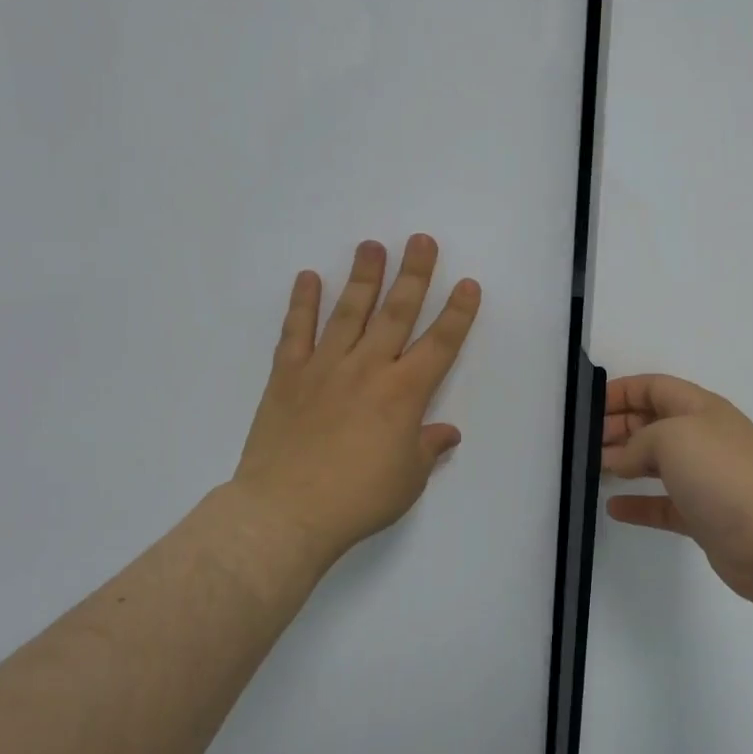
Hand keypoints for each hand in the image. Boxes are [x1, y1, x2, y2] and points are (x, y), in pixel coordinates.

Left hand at [232, 236, 480, 567]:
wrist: (285, 513)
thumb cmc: (358, 499)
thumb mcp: (408, 479)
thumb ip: (428, 447)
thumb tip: (446, 433)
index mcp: (404, 393)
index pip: (440, 344)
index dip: (457, 313)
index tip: (468, 284)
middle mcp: (368, 369)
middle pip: (396, 313)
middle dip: (413, 275)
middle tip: (421, 240)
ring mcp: (324, 368)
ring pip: (348, 312)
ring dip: (363, 277)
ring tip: (371, 245)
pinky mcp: (287, 376)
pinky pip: (296, 332)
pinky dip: (302, 304)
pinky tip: (308, 278)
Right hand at [600, 374, 752, 610]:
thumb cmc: (724, 474)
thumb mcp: (672, 437)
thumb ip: (638, 442)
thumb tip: (622, 460)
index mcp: (699, 409)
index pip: (654, 387)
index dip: (621, 391)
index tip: (586, 407)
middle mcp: (703, 439)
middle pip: (653, 423)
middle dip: (618, 427)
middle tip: (582, 443)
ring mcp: (706, 480)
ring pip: (657, 464)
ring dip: (624, 463)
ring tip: (590, 469)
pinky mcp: (705, 518)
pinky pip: (664, 505)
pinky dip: (639, 504)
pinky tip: (613, 508)